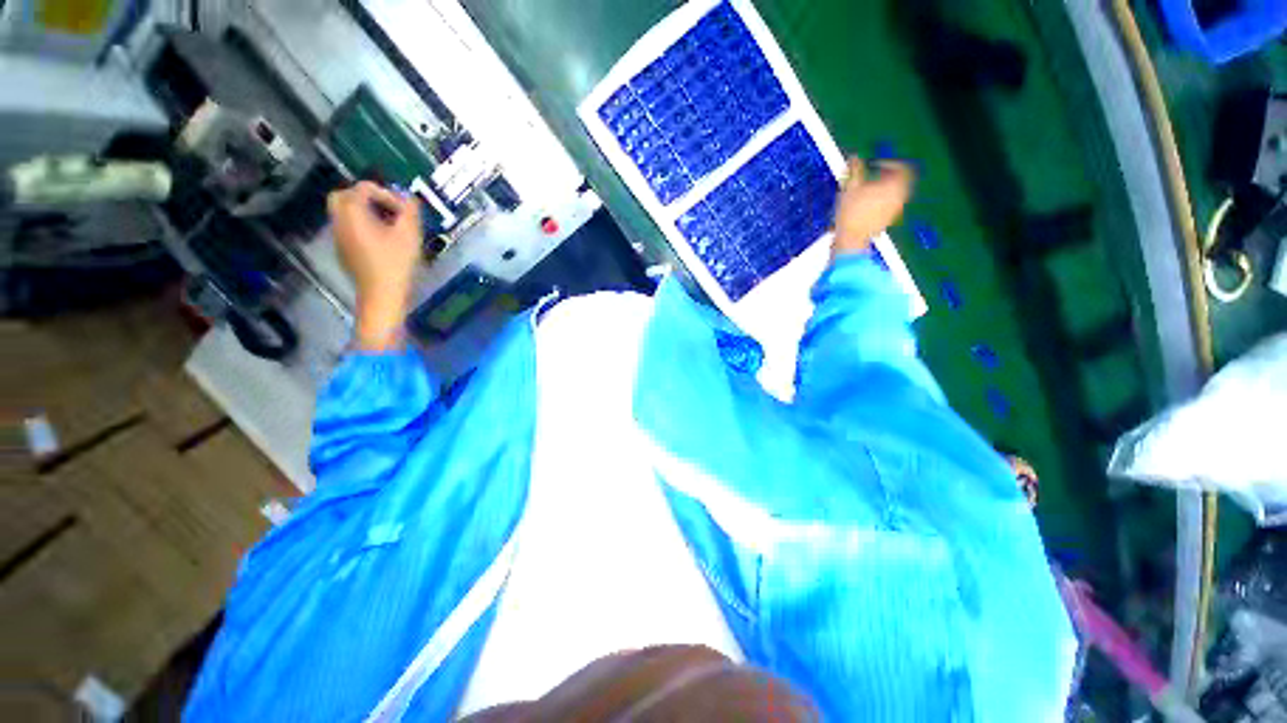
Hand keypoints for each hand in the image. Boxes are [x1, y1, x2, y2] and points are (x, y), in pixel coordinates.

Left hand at [327, 181, 422, 349]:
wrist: (382, 295)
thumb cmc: (396, 263)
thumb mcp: (409, 235)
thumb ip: (410, 211)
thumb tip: (410, 198)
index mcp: (352, 214)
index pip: (363, 188)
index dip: (386, 193)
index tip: (404, 209)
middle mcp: (339, 221)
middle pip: (344, 197)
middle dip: (366, 197)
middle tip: (388, 209)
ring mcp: (338, 237)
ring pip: (345, 213)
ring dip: (365, 212)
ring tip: (389, 226)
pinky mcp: (343, 251)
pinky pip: (349, 229)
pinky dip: (363, 226)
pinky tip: (382, 241)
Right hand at [832, 158, 914, 257]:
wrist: (852, 239)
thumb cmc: (851, 213)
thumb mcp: (850, 189)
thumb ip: (855, 170)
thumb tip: (854, 156)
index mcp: (893, 185)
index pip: (901, 167)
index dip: (889, 162)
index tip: (875, 164)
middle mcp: (900, 195)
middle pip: (903, 178)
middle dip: (891, 173)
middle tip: (877, 173)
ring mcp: (897, 208)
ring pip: (899, 190)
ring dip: (888, 185)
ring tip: (872, 187)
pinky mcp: (891, 217)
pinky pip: (894, 201)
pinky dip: (886, 197)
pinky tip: (871, 201)